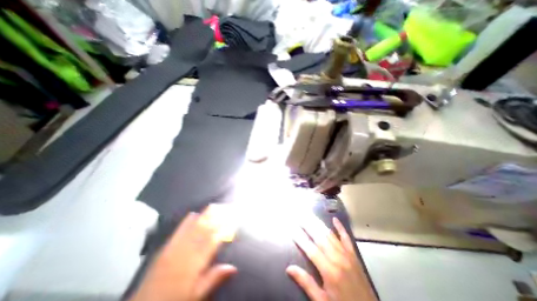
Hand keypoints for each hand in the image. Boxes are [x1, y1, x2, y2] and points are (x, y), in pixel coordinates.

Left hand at [128, 205, 235, 300]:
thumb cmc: (175, 300)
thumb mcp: (196, 294)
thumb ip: (214, 278)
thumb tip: (233, 267)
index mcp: (195, 263)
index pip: (213, 241)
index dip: (224, 229)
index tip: (232, 220)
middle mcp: (186, 251)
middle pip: (204, 231)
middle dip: (216, 218)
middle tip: (225, 207)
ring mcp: (175, 247)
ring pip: (193, 228)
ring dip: (204, 216)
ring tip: (213, 206)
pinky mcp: (166, 247)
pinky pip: (179, 230)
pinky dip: (187, 221)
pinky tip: (193, 213)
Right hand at [288, 217, 379, 300]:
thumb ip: (306, 283)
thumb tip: (289, 268)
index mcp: (329, 271)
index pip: (310, 249)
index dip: (300, 238)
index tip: (291, 228)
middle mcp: (338, 258)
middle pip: (320, 237)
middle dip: (308, 225)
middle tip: (299, 216)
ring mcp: (347, 255)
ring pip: (330, 235)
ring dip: (319, 224)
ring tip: (310, 215)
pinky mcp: (354, 256)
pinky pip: (346, 238)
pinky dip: (341, 228)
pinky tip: (335, 219)